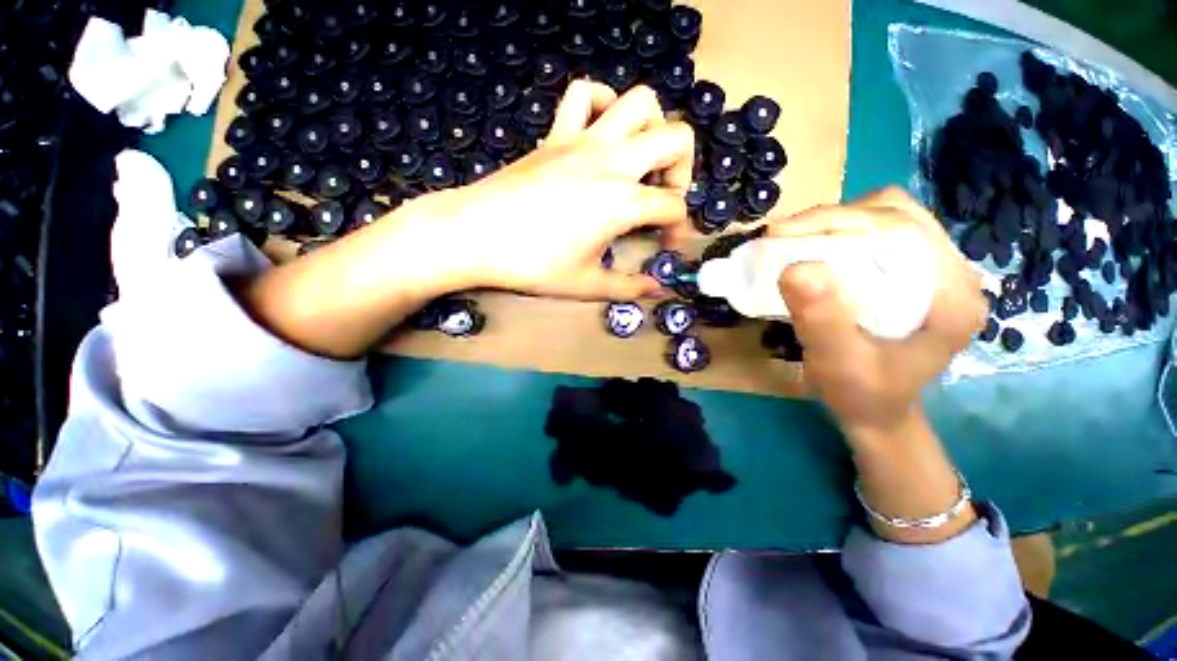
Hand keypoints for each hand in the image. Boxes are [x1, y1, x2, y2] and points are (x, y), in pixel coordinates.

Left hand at [418, 80, 694, 299]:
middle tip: (663, 196)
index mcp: (622, 201)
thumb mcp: (586, 284)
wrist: (475, 235)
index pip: (673, 206)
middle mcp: (612, 161)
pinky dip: (602, 103)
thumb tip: (656, 290)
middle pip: (676, 138)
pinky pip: (583, 94)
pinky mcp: (555, 134)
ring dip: (652, 127)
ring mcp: (583, 140)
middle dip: (683, 169)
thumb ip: (628, 288)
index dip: (679, 228)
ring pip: (639, 101)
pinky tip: (600, 132)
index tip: (666, 246)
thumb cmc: (533, 264)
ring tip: (639, 160)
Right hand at [771, 188, 986, 443]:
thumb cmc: (861, 394)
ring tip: (796, 241)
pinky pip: (880, 235)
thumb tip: (794, 268)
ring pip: (888, 218)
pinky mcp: (915, 274)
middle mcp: (954, 274)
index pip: (901, 229)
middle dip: (834, 218)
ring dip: (837, 223)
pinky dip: (842, 234)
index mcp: (952, 297)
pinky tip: (817, 251)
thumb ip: (822, 320)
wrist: (876, 411)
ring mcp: (936, 271)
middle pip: (897, 214)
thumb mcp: (838, 363)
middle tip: (784, 236)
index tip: (783, 233)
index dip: (839, 221)